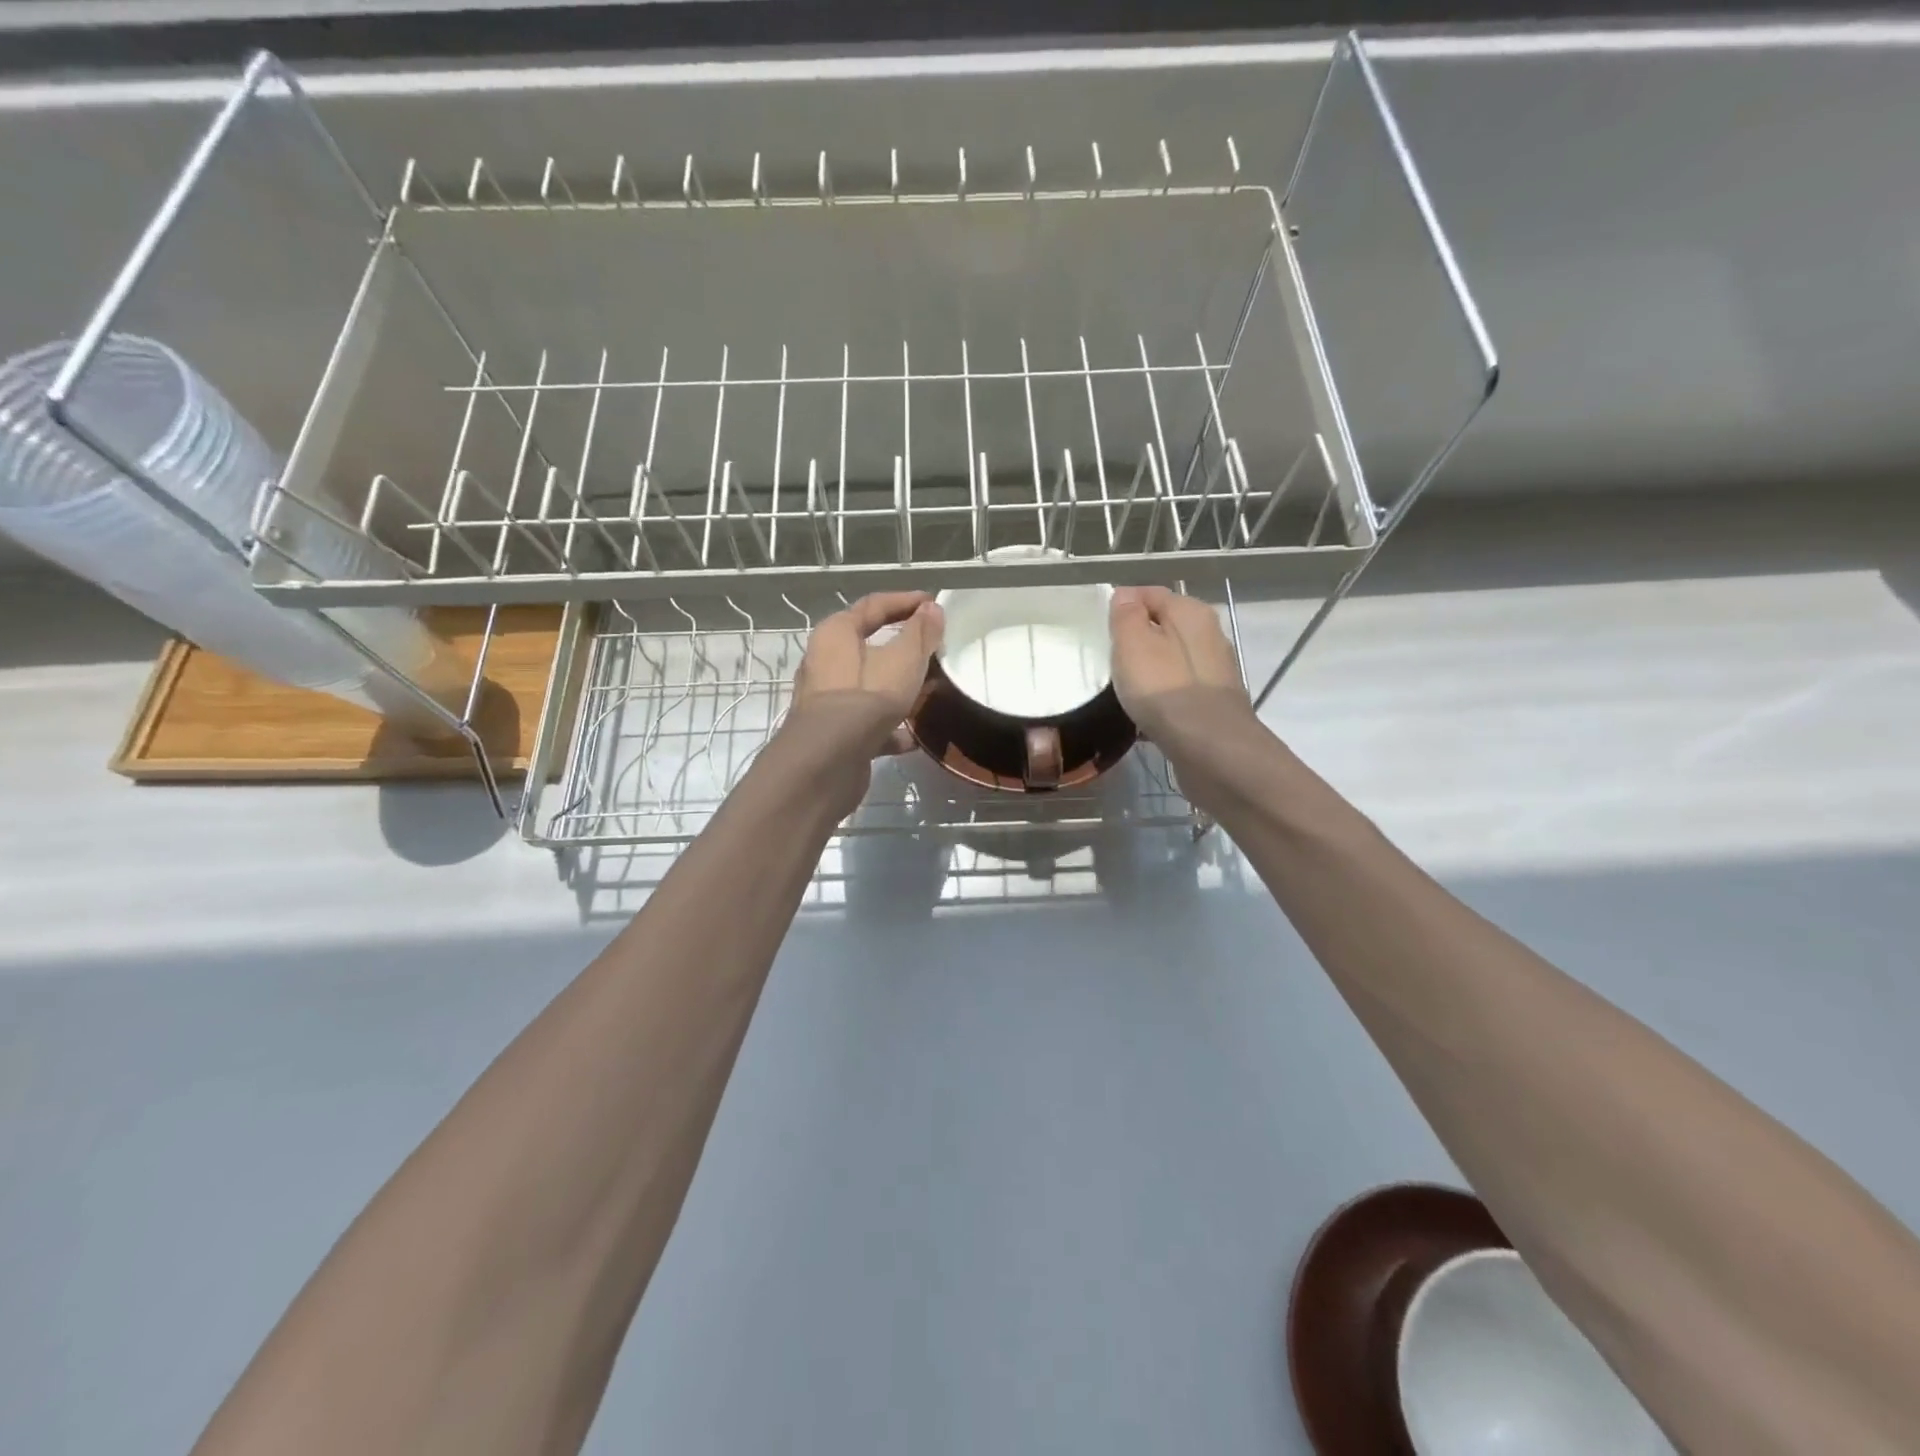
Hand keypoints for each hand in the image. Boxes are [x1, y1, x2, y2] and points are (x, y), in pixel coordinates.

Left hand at [785, 591, 944, 758]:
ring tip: (926, 691)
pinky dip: (888, 726)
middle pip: (868, 645)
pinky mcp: (833, 733)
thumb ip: (920, 634)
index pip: (873, 605)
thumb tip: (932, 608)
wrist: (829, 761)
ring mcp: (826, 700)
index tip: (933, 603)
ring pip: (868, 685)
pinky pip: (866, 721)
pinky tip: (911, 738)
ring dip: (895, 687)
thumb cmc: (867, 698)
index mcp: (835, 634)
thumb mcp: (903, 660)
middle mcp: (823, 662)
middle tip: (932, 647)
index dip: (905, 601)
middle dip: (901, 646)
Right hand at [1109, 585, 1253, 743]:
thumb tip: (1126, 595)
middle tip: (1111, 659)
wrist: (1210, 746)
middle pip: (1165, 625)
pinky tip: (1149, 710)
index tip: (1102, 629)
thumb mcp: (1132, 643)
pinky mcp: (1215, 700)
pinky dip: (1163, 692)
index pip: (1150, 593)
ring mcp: (1216, 668)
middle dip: (1138, 637)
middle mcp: (1210, 633)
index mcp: (1191, 611)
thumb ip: (1126, 615)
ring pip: (1173, 657)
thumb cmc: (1163, 688)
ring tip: (1127, 687)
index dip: (1123, 605)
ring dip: (1151, 667)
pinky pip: (1180, 686)